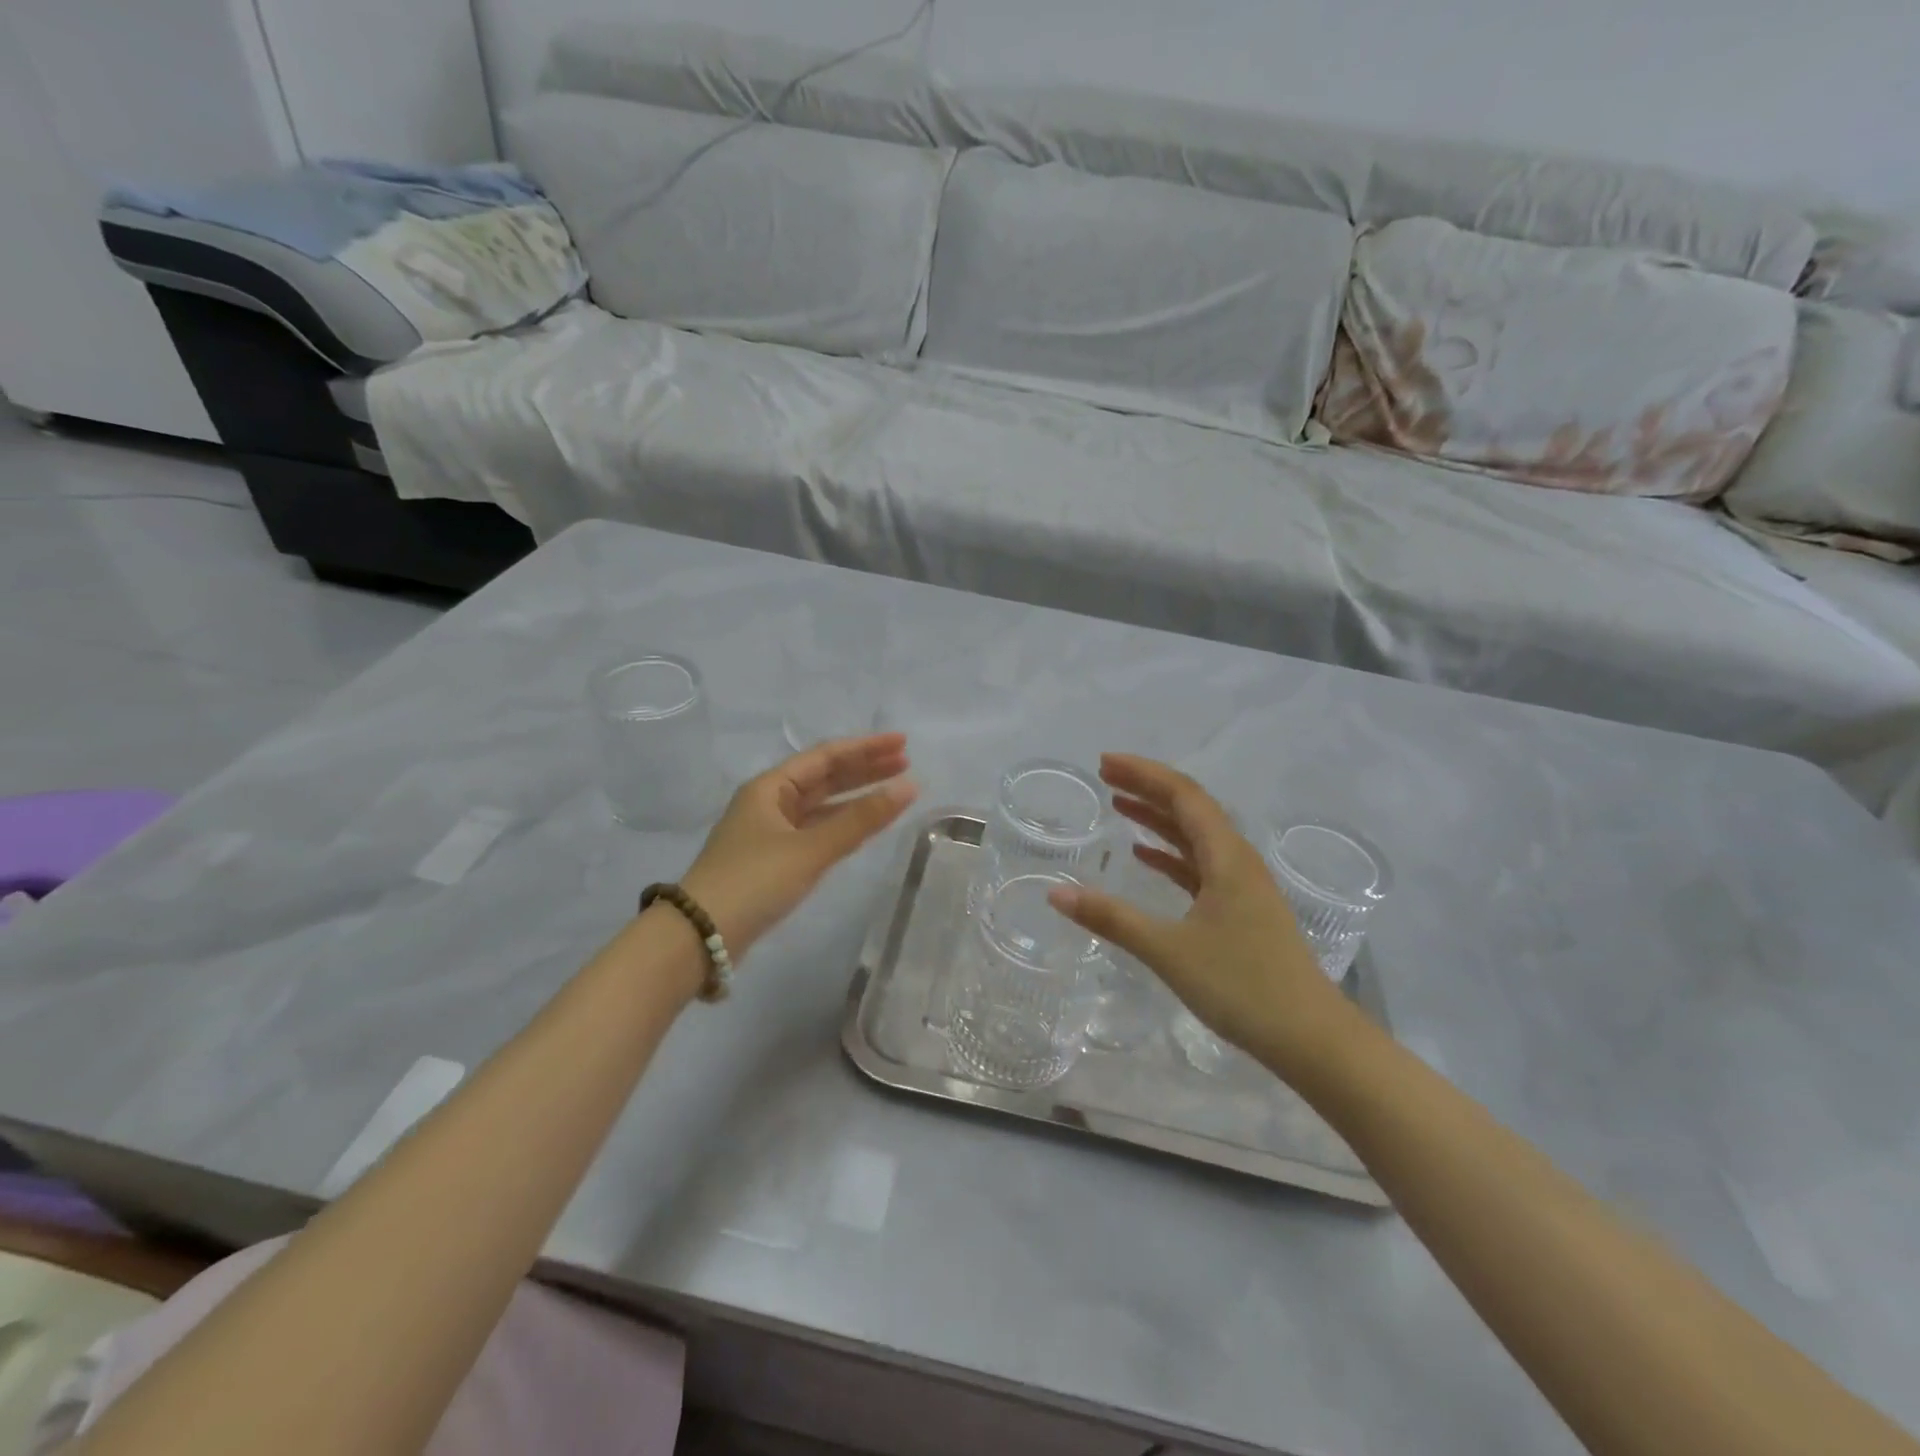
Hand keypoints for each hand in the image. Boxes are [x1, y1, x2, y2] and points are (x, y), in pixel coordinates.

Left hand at [680, 733, 917, 958]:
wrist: (701, 935)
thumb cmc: (754, 881)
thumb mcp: (810, 848)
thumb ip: (860, 819)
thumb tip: (909, 788)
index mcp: (771, 787)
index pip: (826, 756)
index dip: (866, 748)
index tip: (902, 744)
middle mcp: (770, 802)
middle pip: (824, 777)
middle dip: (864, 768)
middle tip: (906, 762)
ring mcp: (771, 831)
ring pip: (821, 805)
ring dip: (856, 796)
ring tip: (894, 789)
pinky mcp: (775, 859)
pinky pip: (816, 829)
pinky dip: (842, 823)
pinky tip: (864, 824)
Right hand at [1047, 754, 1350, 1071]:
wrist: (1311, 1038)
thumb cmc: (1242, 986)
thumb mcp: (1168, 951)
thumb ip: (1111, 919)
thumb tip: (1055, 893)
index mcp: (1226, 857)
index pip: (1183, 795)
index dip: (1143, 773)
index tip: (1104, 763)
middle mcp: (1237, 860)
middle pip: (1189, 808)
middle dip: (1147, 788)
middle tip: (1105, 776)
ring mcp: (1242, 885)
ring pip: (1195, 836)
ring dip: (1158, 818)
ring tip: (1119, 805)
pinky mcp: (1241, 909)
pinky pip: (1200, 865)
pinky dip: (1170, 854)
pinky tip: (1145, 856)